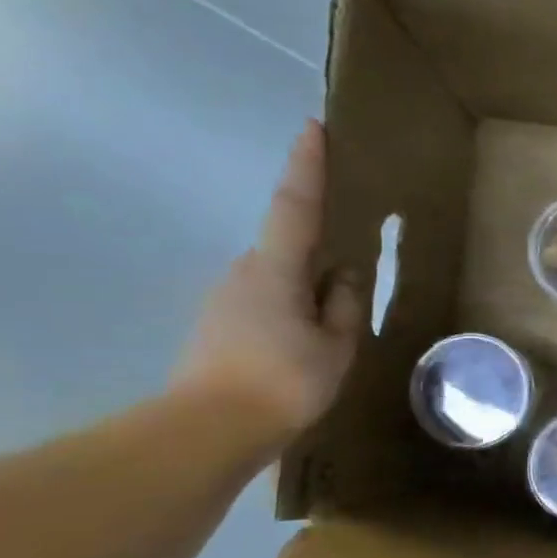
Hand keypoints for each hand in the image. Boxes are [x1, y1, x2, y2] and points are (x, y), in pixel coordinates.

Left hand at [173, 120, 361, 446]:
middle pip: (289, 249)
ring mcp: (225, 299)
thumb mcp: (336, 346)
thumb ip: (345, 304)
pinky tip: (303, 350)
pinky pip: (265, 304)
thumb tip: (346, 273)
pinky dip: (289, 314)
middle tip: (348, 282)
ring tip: (328, 334)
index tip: (313, 126)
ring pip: (278, 281)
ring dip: (305, 294)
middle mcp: (244, 272)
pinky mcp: (218, 325)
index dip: (306, 165)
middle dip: (318, 256)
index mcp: (276, 269)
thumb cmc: (283, 382)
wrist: (208, 431)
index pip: (295, 205)